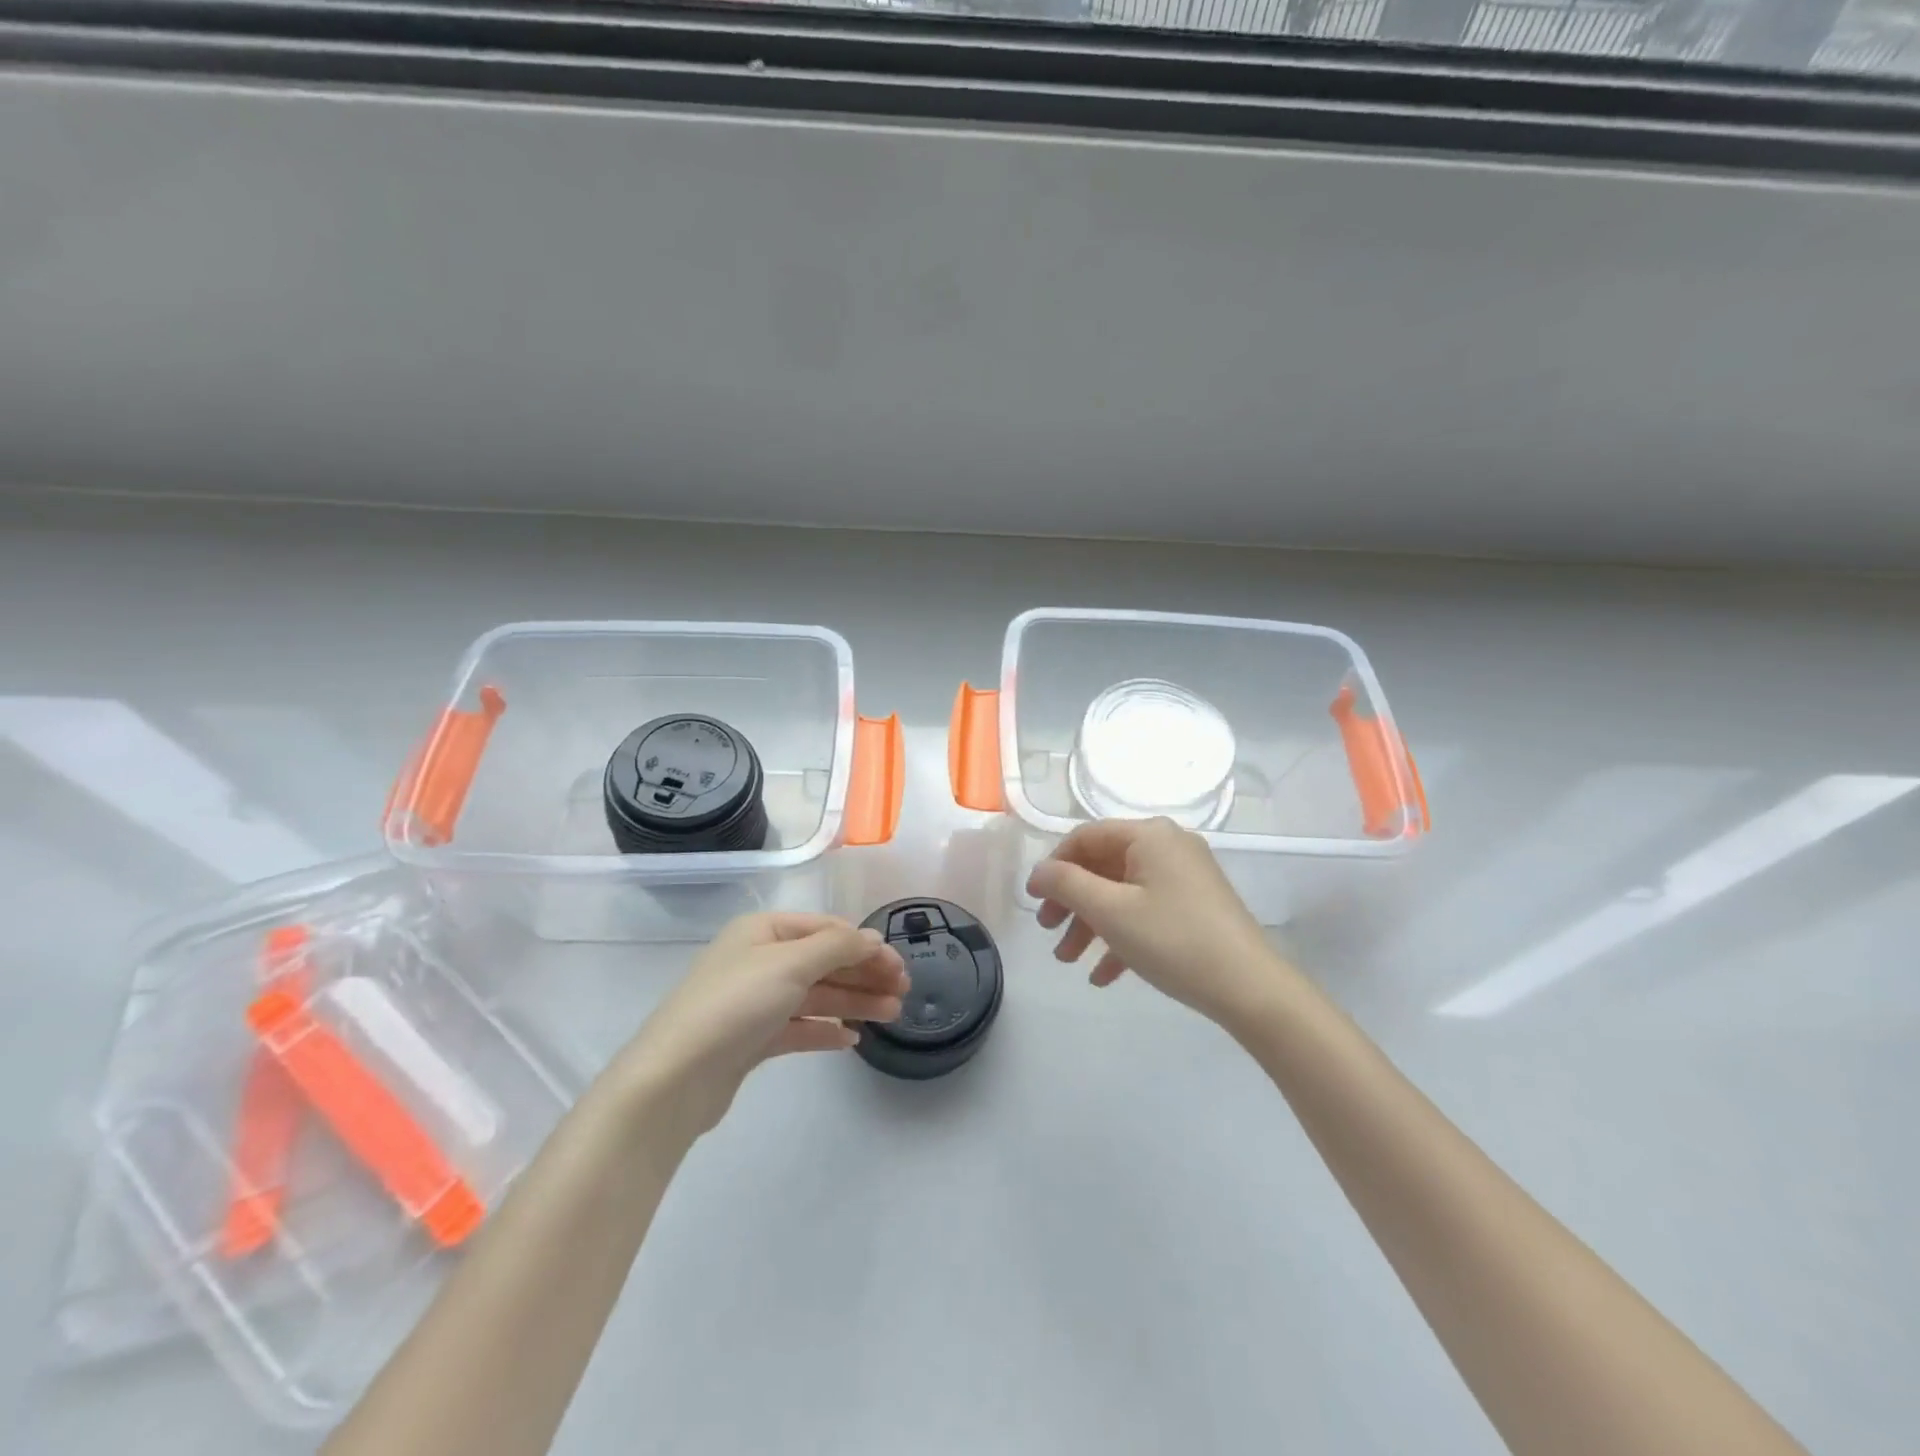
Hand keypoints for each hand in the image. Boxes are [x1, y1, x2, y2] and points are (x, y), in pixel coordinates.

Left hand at [618, 913, 906, 1143]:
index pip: (826, 930)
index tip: (899, 967)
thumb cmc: (736, 1004)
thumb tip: (873, 939)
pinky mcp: (752, 1039)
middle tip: (904, 994)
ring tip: (892, 1016)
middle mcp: (759, 960)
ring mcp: (755, 1001)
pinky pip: (798, 1027)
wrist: (675, 1078)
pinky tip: (851, 1040)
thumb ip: (837, 947)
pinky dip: (825, 1030)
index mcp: (763, 931)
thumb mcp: (791, 963)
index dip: (865, 946)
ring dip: (854, 1002)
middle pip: (824, 962)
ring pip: (815, 995)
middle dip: (864, 975)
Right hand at [1028, 817, 1286, 1024]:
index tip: (1033, 902)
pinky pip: (1146, 912)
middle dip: (1072, 903)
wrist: (1250, 988)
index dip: (1053, 867)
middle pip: (1103, 866)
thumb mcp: (1110, 911)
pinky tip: (1103, 976)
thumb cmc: (1173, 940)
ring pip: (1122, 893)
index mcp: (1149, 835)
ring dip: (1091, 925)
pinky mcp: (1195, 906)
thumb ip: (1066, 885)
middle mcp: (1168, 847)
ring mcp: (1184, 877)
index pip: (1085, 838)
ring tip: (1069, 962)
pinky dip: (1121, 938)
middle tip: (1049, 935)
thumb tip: (1039, 872)